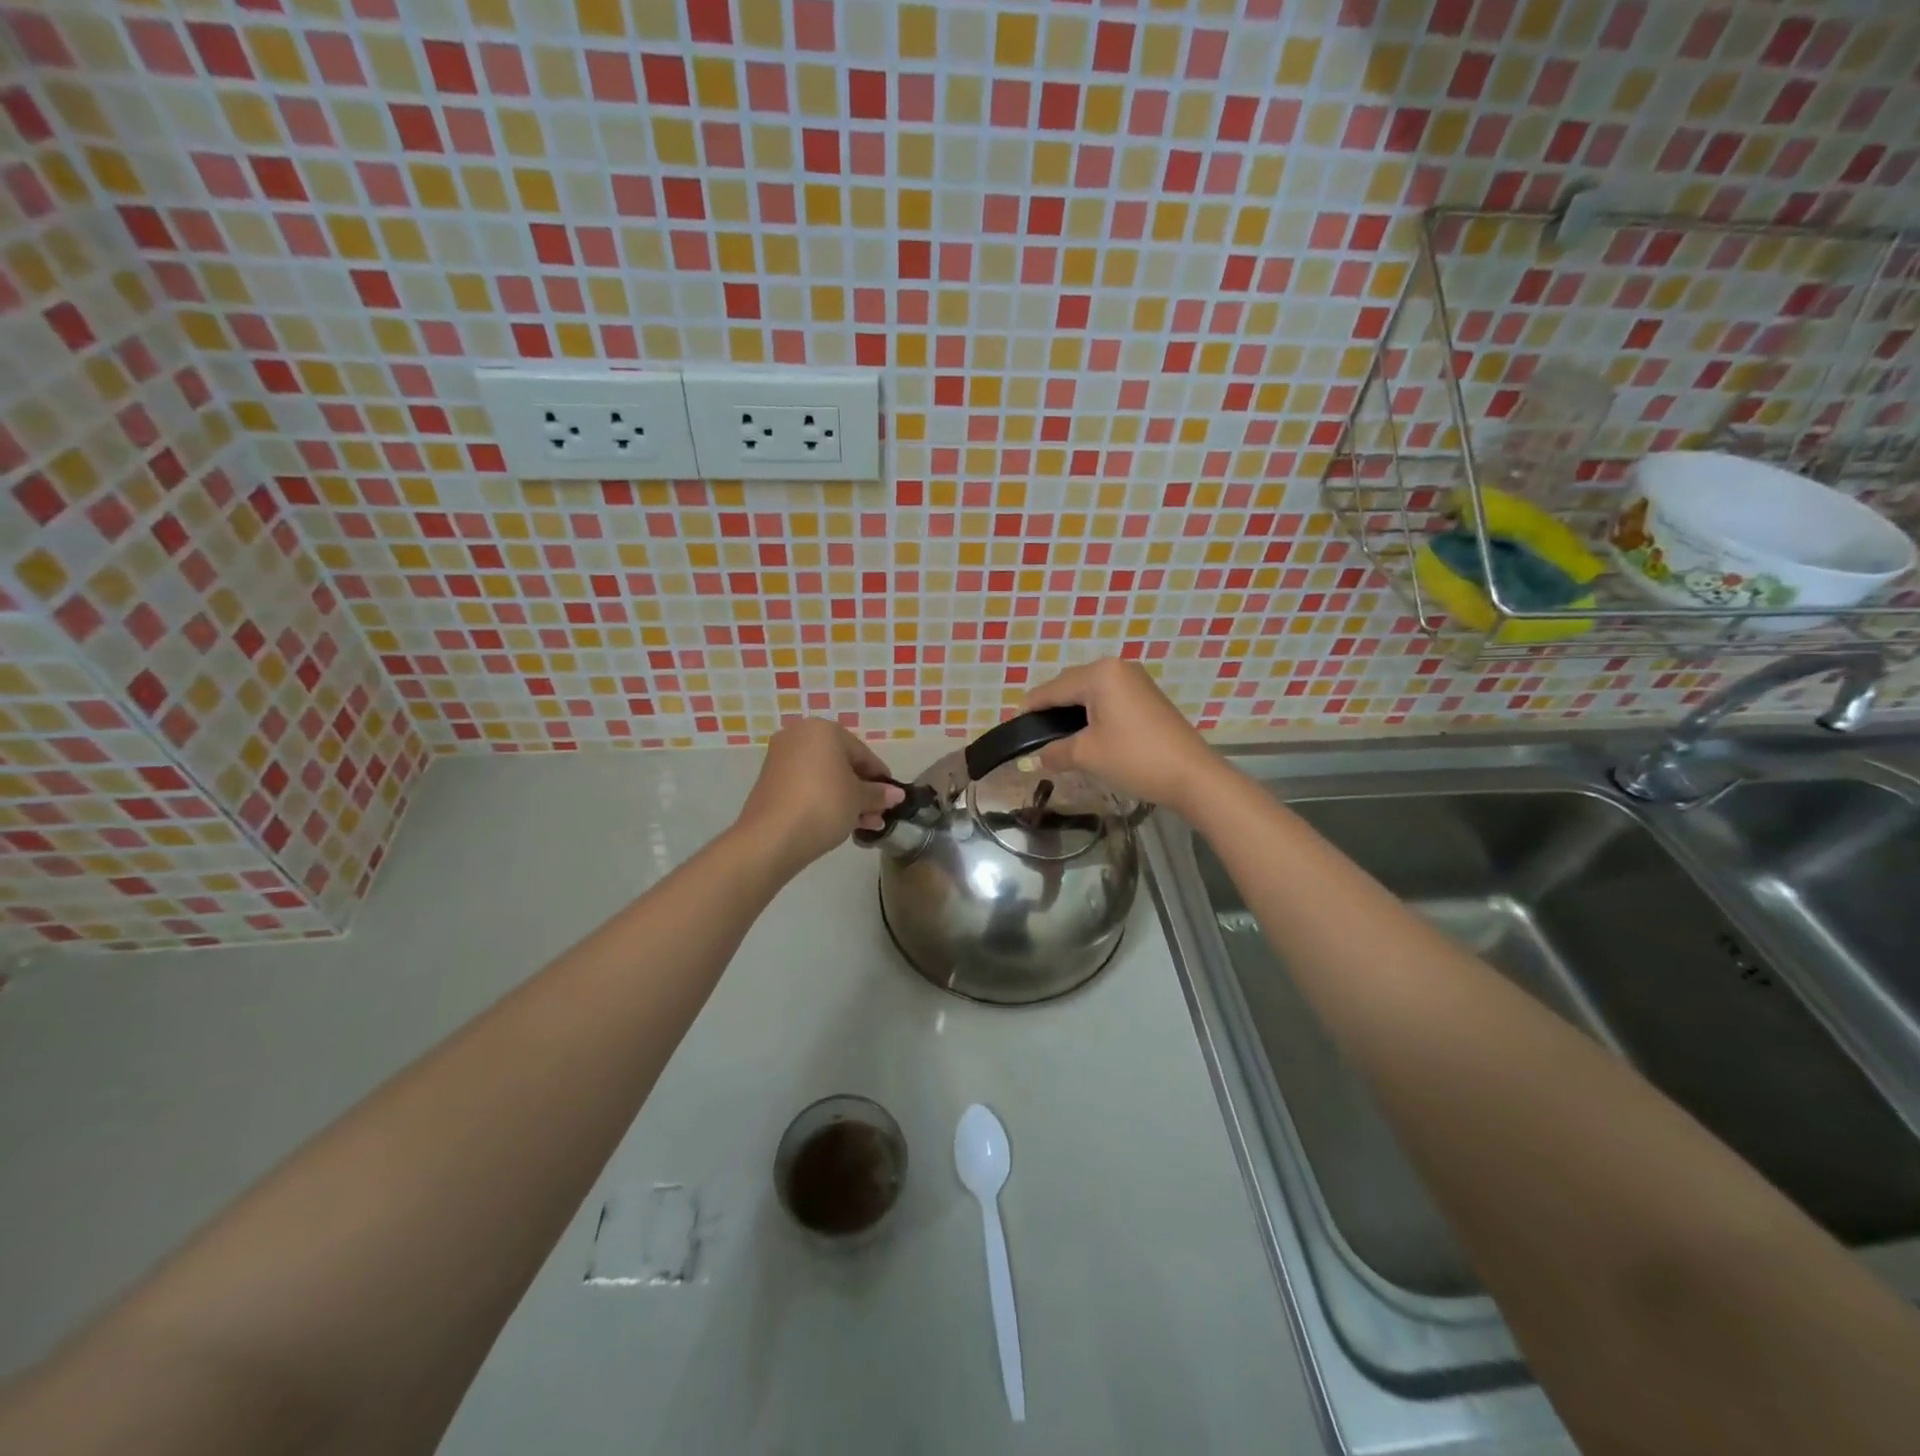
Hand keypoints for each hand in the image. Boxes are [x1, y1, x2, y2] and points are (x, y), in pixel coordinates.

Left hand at [735, 719, 903, 871]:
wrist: (772, 837)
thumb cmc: (824, 805)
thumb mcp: (859, 799)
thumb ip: (879, 794)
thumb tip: (896, 794)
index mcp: (823, 730)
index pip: (862, 753)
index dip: (880, 777)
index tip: (891, 798)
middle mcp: (799, 737)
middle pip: (842, 765)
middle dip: (862, 792)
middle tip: (878, 815)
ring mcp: (781, 759)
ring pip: (825, 778)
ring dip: (847, 800)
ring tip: (865, 826)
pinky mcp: (770, 782)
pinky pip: (806, 787)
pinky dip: (824, 801)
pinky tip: (841, 823)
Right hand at [1024, 657, 1221, 811]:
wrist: (1192, 775)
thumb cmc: (1134, 758)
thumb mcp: (1087, 755)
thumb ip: (1055, 752)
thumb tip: (1038, 757)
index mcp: (1099, 674)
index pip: (1052, 689)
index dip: (1030, 710)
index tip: (1013, 728)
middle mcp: (1117, 668)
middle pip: (1070, 686)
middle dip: (1051, 709)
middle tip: (1035, 738)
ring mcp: (1136, 681)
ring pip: (1090, 693)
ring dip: (1072, 713)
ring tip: (1058, 739)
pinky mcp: (1147, 697)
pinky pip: (1109, 699)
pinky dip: (1093, 714)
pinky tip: (1087, 736)